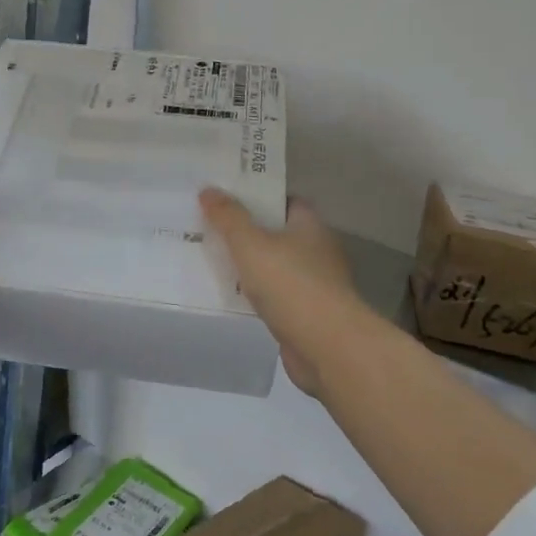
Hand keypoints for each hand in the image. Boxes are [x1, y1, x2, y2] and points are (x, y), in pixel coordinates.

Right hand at [201, 188, 370, 399]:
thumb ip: (229, 217)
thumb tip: (209, 189)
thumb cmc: (291, 285)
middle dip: (248, 232)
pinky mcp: (306, 316)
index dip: (258, 198)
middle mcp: (317, 252)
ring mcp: (314, 286)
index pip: (286, 202)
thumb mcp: (251, 244)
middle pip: (278, 234)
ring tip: (212, 260)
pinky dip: (256, 295)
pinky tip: (230, 297)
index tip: (227, 198)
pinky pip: (274, 297)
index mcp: (310, 227)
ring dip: (250, 266)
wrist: (327, 347)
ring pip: (275, 268)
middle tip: (210, 228)